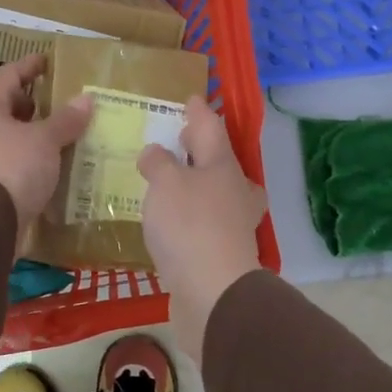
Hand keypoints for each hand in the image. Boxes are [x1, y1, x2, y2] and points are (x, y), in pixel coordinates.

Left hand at [0, 55, 92, 247]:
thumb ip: (66, 119)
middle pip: (5, 107)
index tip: (46, 61)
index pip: (10, 76)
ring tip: (59, 136)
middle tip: (57, 103)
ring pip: (7, 136)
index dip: (30, 66)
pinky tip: (48, 165)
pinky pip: (9, 162)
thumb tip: (86, 99)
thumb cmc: (12, 166)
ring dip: (30, 135)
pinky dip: (27, 159)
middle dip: (30, 105)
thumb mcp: (45, 140)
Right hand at [137, 95, 264, 363]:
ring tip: (170, 183)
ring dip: (196, 185)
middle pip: (220, 162)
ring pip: (216, 194)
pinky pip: (205, 224)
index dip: (199, 112)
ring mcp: (233, 225)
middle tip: (182, 140)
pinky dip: (190, 216)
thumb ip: (159, 163)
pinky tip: (172, 222)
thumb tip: (156, 152)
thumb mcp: (166, 183)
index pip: (211, 128)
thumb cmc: (189, 226)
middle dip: (201, 150)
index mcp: (223, 166)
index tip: (192, 98)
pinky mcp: (222, 254)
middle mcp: (235, 192)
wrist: (213, 292)